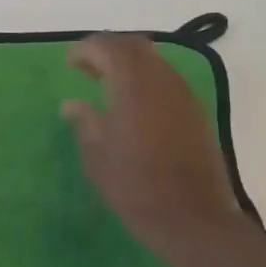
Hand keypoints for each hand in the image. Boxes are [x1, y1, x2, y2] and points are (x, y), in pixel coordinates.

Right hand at [62, 34, 245, 266]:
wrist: (194, 220)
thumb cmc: (136, 188)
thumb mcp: (97, 157)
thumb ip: (84, 122)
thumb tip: (72, 104)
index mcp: (132, 86)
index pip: (108, 47)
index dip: (85, 49)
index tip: (69, 63)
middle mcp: (161, 80)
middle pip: (133, 46)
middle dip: (108, 49)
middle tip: (87, 67)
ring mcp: (183, 95)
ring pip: (153, 60)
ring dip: (129, 63)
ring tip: (108, 83)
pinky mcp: (196, 112)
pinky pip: (167, 79)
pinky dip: (146, 78)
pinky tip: (134, 103)